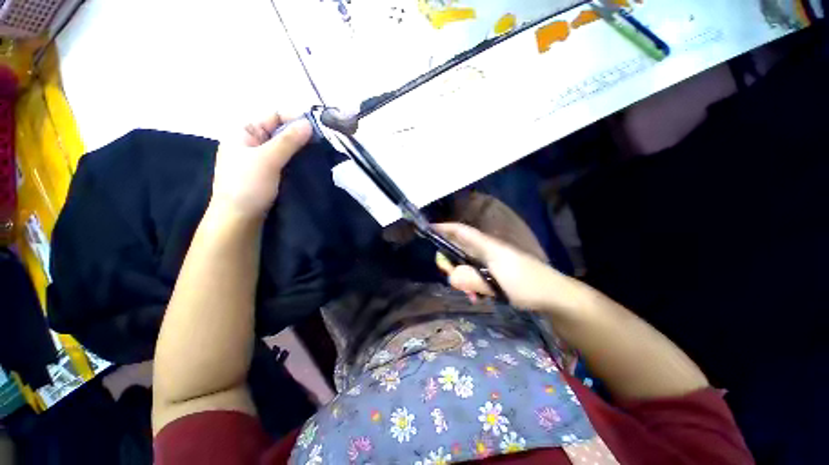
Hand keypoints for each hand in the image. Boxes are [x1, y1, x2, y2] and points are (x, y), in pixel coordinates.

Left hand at [211, 113, 311, 218]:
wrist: (238, 219)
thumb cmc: (247, 185)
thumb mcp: (267, 159)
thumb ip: (288, 141)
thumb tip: (309, 123)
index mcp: (244, 131)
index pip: (273, 115)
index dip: (295, 119)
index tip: (316, 129)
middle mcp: (252, 141)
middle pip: (280, 130)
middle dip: (300, 135)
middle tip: (321, 144)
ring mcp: (260, 158)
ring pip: (285, 147)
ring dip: (301, 149)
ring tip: (318, 154)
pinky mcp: (269, 173)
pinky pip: (285, 160)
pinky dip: (297, 160)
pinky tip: (309, 164)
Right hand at [435, 223, 579, 312]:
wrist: (554, 296)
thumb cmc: (527, 285)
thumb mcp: (497, 284)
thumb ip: (472, 280)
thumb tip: (450, 277)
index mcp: (487, 246)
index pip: (461, 231)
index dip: (444, 228)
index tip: (428, 229)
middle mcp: (486, 250)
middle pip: (458, 249)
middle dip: (450, 262)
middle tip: (450, 278)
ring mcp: (491, 261)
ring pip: (466, 264)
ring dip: (462, 277)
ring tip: (469, 294)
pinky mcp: (495, 272)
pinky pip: (475, 274)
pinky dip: (472, 284)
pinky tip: (477, 297)